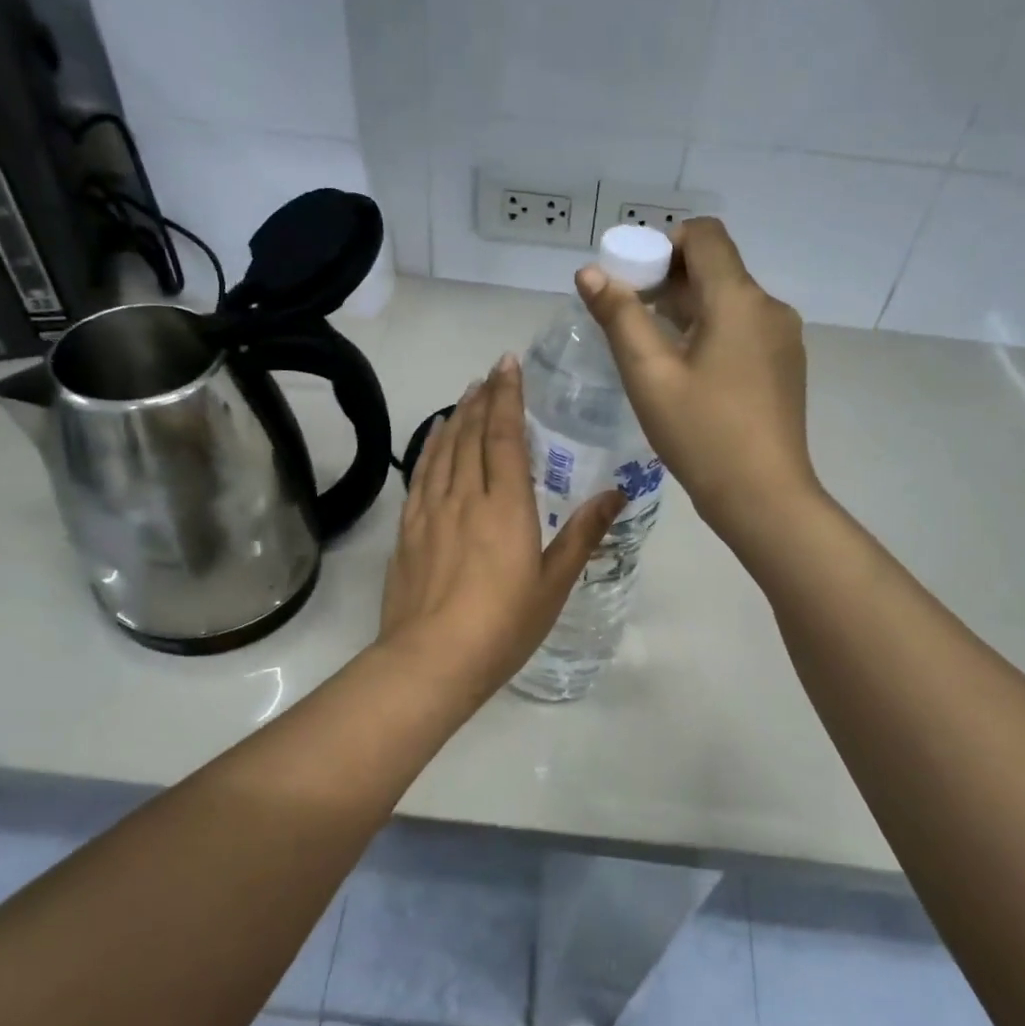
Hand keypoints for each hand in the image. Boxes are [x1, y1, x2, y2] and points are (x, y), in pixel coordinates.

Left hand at [379, 354, 623, 703]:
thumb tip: (616, 492)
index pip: (504, 437)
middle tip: (491, 372)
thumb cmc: (502, 626)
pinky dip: (429, 448)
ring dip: (456, 417)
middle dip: (482, 398)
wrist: (431, 660)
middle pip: (471, 435)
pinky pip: (420, 475)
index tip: (509, 365)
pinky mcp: (408, 530)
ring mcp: (430, 512)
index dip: (507, 398)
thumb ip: (582, 534)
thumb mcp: (554, 584)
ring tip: (466, 393)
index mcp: (505, 507)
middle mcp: (465, 497)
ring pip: (443, 450)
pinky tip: (434, 439)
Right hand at [575, 216, 818, 548]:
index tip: (632, 281)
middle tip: (629, 319)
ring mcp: (783, 339)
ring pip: (730, 303)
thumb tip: (590, 272)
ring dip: (690, 311)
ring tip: (653, 351)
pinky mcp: (785, 367)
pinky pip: (744, 331)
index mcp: (738, 299)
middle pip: (716, 269)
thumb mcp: (649, 376)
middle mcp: (769, 308)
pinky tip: (690, 376)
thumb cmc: (701, 434)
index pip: (704, 235)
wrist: (763, 496)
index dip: (663, 244)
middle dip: (669, 281)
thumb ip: (619, 318)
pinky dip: (713, 334)